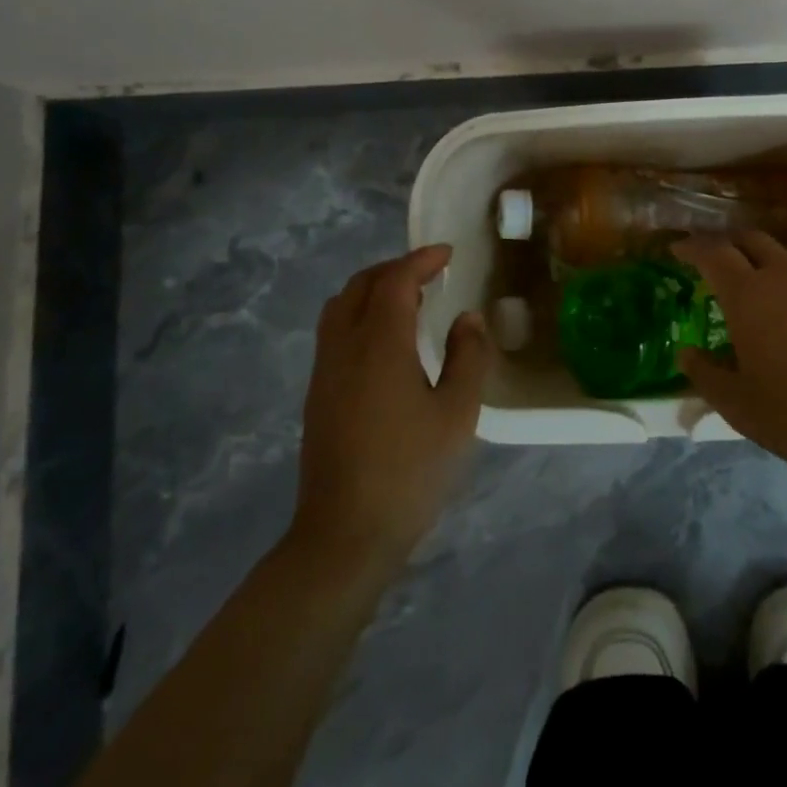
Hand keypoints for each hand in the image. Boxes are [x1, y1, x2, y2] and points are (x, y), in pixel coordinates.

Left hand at [290, 245, 492, 572]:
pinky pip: (335, 331)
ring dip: (373, 290)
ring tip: (409, 300)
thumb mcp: (457, 414)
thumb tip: (468, 318)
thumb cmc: (410, 470)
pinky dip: (360, 314)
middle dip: (395, 269)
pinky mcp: (318, 394)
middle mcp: (344, 347)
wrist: (345, 532)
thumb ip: (468, 357)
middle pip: (361, 285)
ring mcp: (325, 371)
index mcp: (380, 344)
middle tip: (430, 273)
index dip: (421, 260)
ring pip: (341, 306)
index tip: (448, 254)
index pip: (396, 281)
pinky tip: (386, 341)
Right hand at [673, 232, 786, 484]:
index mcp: (750, 296)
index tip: (678, 250)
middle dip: (731, 244)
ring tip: (765, 282)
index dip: (691, 248)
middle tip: (719, 261)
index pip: (713, 253)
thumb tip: (687, 353)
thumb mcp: (739, 406)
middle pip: (753, 240)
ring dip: (771, 260)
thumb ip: (706, 375)